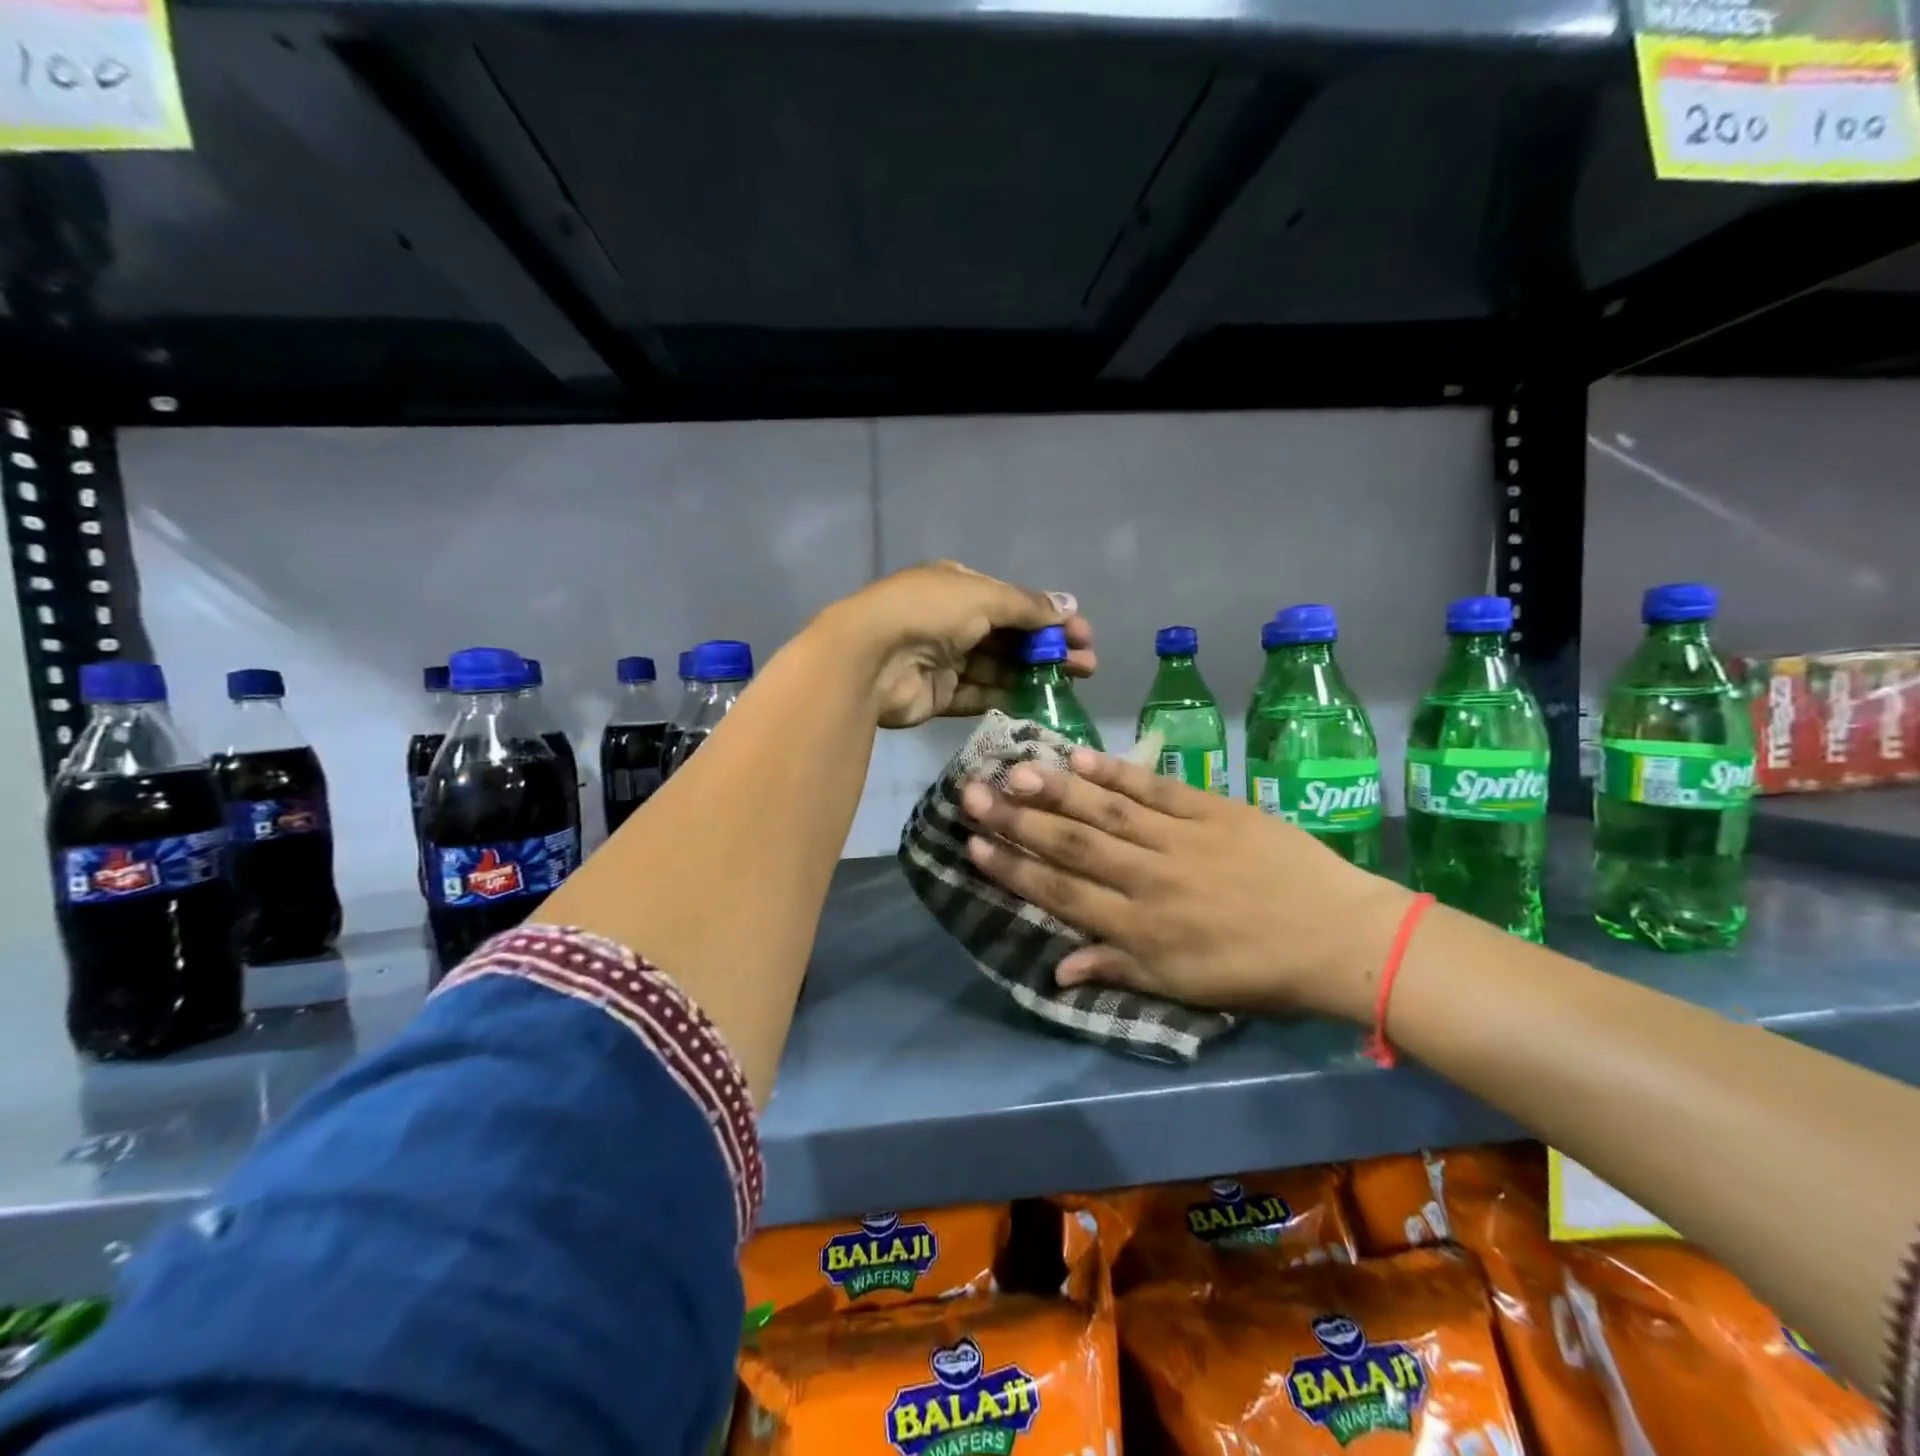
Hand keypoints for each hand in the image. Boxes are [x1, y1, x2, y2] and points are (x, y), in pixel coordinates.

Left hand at [822, 561, 1096, 728]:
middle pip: (1009, 637)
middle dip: (1048, 649)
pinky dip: (1006, 697)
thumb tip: (1069, 604)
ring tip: (1071, 685)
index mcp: (959, 587)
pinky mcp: (938, 695)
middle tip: (1087, 666)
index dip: (1049, 617)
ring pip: (998, 668)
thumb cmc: (928, 612)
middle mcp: (951, 621)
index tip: (1082, 635)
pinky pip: (978, 695)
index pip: (1013, 602)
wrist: (870, 657)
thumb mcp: (983, 597)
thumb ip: (1027, 606)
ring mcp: (943, 660)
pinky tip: (1038, 703)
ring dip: (1033, 674)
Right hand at [958, 748, 1413, 1021]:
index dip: (1013, 870)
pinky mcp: (1212, 810)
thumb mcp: (1184, 988)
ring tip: (1013, 768)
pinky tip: (1080, 757)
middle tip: (971, 794)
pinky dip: (1115, 773)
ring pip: (1105, 812)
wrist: (1339, 938)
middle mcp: (1149, 880)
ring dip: (1055, 790)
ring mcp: (1180, 840)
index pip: (1062, 894)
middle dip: (1016, 820)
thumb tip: (1056, 969)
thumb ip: (1117, 970)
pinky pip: (1154, 789)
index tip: (972, 846)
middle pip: (1071, 845)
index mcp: (1141, 929)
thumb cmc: (1257, 971)